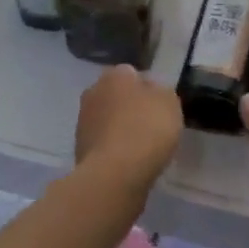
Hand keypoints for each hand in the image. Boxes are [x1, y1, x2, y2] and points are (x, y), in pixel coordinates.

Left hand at [75, 64, 182, 191]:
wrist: (115, 173)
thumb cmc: (146, 129)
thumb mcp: (169, 103)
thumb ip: (161, 91)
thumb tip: (150, 90)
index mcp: (115, 75)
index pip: (132, 74)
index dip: (147, 88)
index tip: (159, 106)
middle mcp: (94, 91)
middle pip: (116, 95)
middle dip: (129, 106)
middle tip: (150, 125)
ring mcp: (83, 120)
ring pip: (107, 119)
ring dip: (120, 128)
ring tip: (140, 147)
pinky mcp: (79, 148)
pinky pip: (103, 142)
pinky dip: (113, 149)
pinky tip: (128, 161)